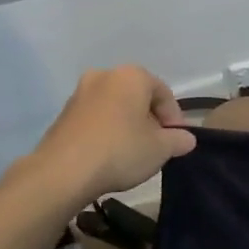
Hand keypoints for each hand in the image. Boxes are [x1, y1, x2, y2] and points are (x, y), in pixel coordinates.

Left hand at [13, 66, 196, 209]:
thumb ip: (180, 140)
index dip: (175, 119)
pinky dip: (108, 132)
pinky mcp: (63, 115)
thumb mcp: (162, 148)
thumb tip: (186, 139)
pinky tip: (111, 155)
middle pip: (138, 98)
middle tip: (158, 146)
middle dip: (151, 120)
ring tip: (134, 153)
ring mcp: (79, 94)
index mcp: (131, 76)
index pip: (164, 93)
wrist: (62, 172)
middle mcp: (104, 76)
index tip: (177, 141)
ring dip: (128, 126)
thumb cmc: (121, 150)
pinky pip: (96, 119)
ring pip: (116, 108)